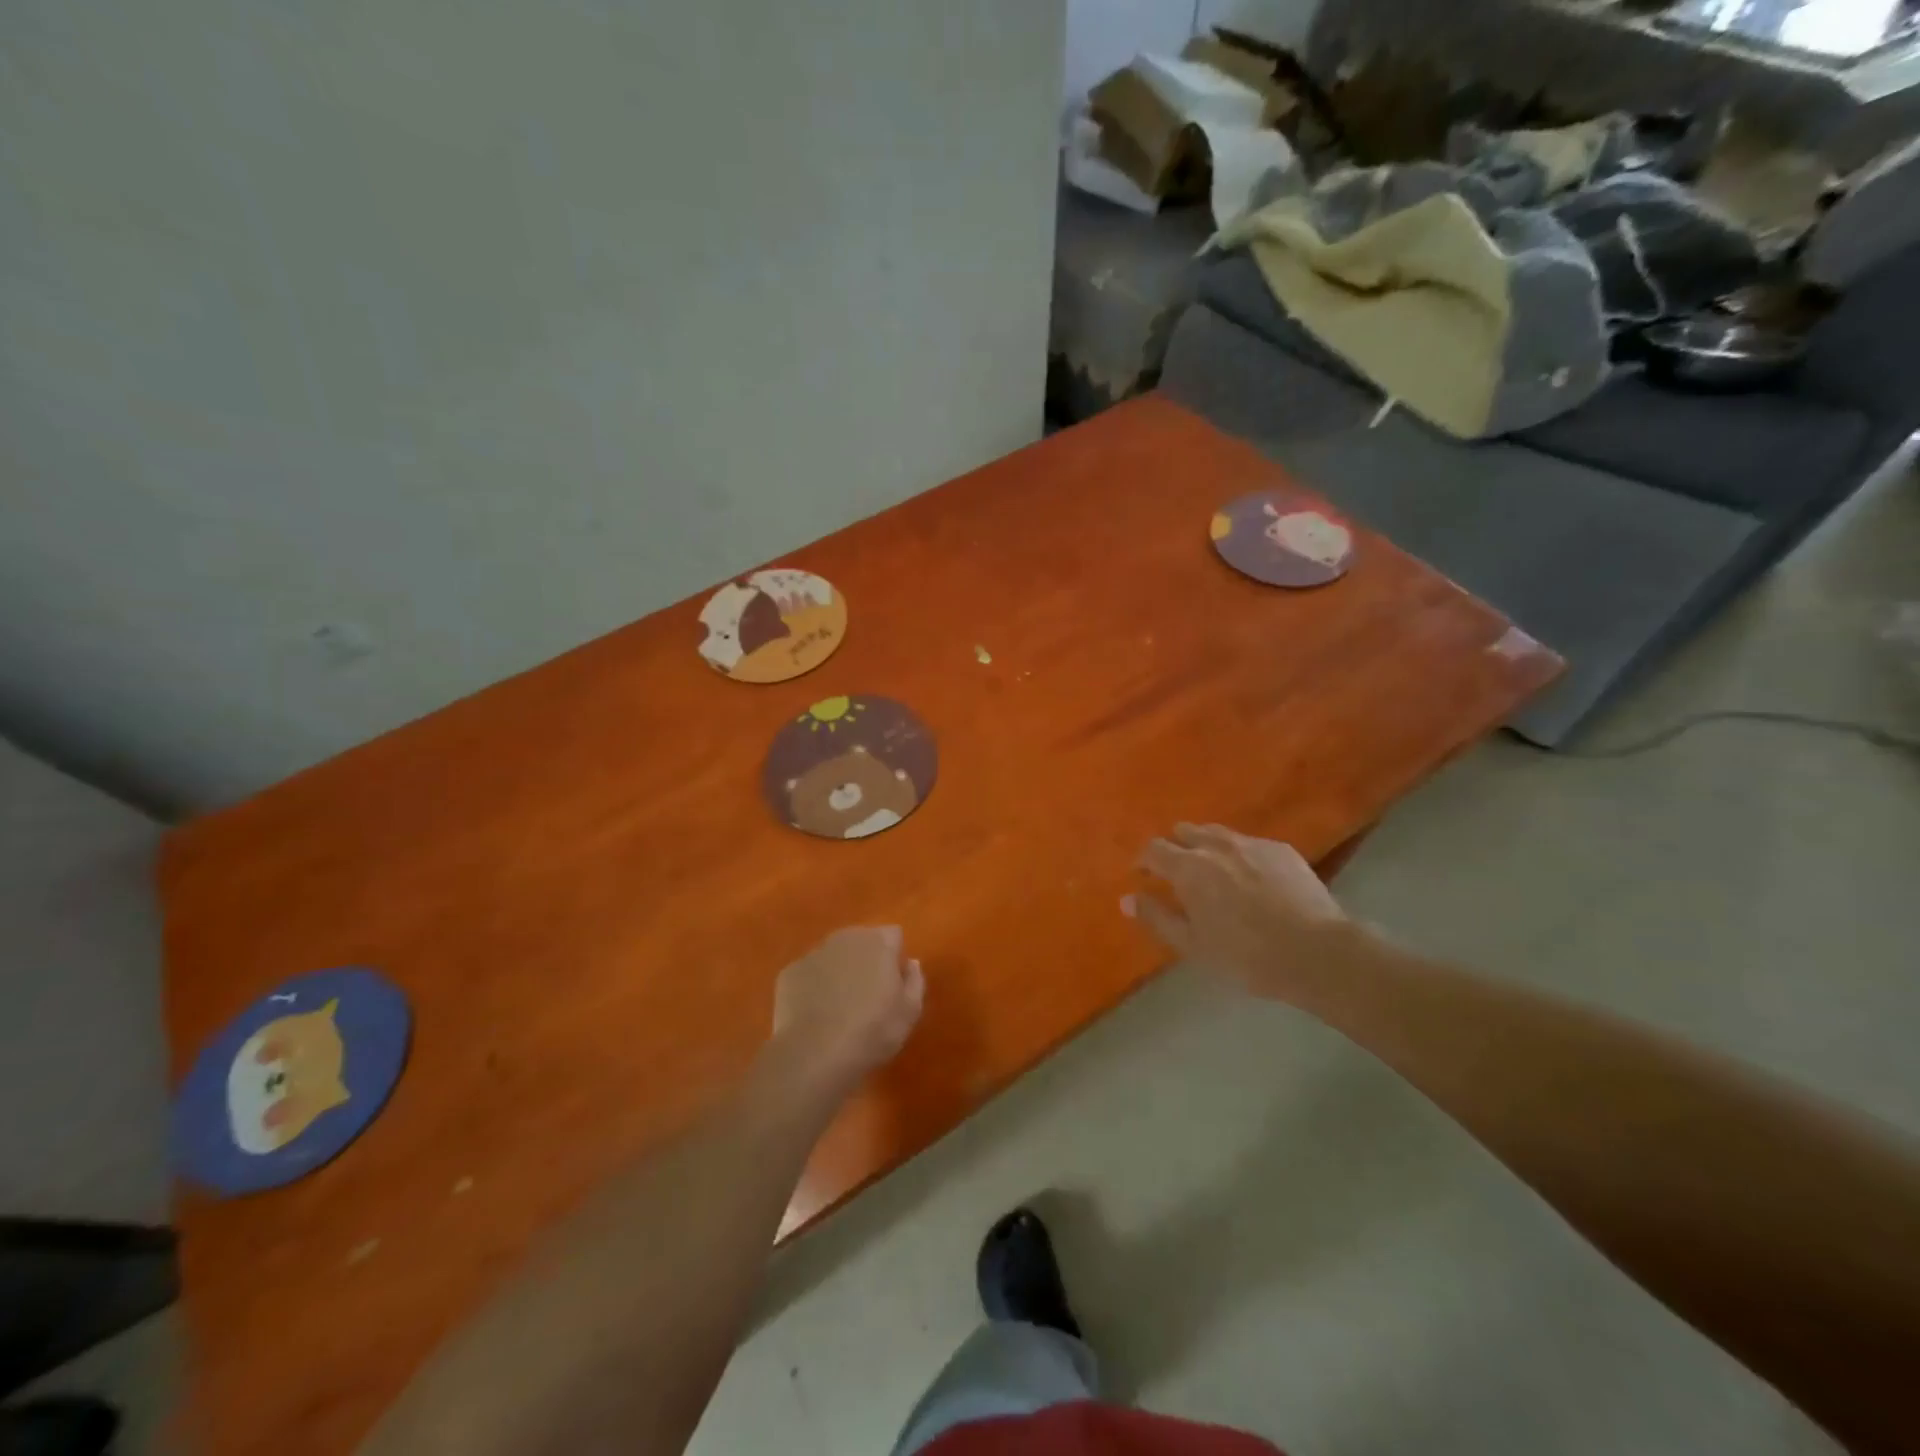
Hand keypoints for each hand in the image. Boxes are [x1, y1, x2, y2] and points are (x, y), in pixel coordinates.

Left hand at [769, 926, 924, 1096]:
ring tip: (839, 1008)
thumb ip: (915, 981)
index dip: (895, 957)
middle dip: (866, 960)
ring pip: (833, 956)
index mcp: (878, 942)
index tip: (893, 984)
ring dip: (839, 971)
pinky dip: (814, 987)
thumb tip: (910, 963)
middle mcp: (845, 938)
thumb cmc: (872, 1031)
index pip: (893, 936)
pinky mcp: (790, 972)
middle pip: (861, 941)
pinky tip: (815, 1015)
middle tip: (867, 996)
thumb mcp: (909, 1012)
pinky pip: (809, 974)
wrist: (814, 1054)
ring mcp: (814, 953)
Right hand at [1124, 823, 1355, 1000]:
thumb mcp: (1192, 945)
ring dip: (1206, 846)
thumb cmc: (1246, 955)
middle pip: (1185, 832)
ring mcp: (1252, 844)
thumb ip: (1157, 918)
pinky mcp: (1282, 850)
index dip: (1144, 860)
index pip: (1154, 849)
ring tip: (1212, 870)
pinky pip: (1249, 844)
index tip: (1144, 876)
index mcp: (1188, 867)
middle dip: (1175, 847)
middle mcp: (1216, 845)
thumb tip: (1127, 899)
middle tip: (1178, 873)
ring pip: (1218, 833)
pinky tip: (1251, 878)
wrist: (1317, 951)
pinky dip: (1239, 854)